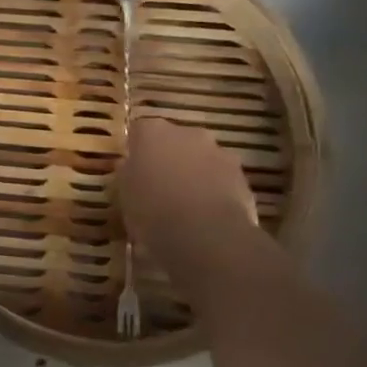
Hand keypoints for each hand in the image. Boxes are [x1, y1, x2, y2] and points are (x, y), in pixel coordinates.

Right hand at [122, 118, 258, 257]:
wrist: (203, 235)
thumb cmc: (151, 209)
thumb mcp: (123, 193)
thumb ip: (127, 173)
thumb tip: (129, 165)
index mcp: (152, 132)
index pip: (140, 131)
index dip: (137, 150)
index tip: (134, 170)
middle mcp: (188, 132)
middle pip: (175, 141)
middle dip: (169, 158)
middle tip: (159, 186)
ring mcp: (219, 153)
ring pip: (202, 159)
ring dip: (194, 173)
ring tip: (185, 205)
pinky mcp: (242, 177)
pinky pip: (222, 179)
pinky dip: (214, 191)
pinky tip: (206, 217)